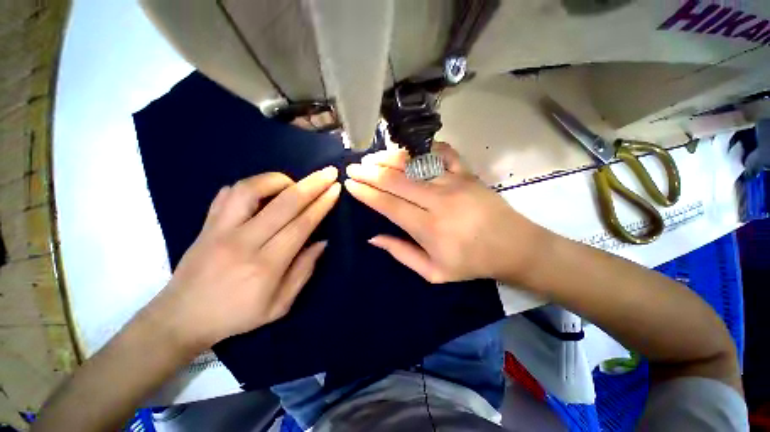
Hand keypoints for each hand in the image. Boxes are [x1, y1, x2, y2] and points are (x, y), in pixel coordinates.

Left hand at [149, 168, 340, 351]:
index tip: (334, 189)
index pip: (301, 225)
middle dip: (312, 184)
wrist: (182, 318)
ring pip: (251, 190)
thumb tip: (322, 242)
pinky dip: (251, 186)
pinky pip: (227, 194)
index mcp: (266, 266)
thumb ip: (304, 271)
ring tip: (293, 182)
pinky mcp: (205, 224)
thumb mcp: (280, 305)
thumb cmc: (237, 316)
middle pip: (284, 203)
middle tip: (328, 173)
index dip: (321, 205)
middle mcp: (244, 242)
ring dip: (278, 180)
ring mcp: (219, 230)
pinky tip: (264, 190)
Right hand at [344, 143, 547, 283]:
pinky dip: (425, 148)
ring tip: (373, 157)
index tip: (350, 184)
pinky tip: (411, 149)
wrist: (514, 247)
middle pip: (396, 180)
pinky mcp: (467, 173)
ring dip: (390, 158)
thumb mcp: (433, 272)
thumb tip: (373, 237)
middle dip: (370, 172)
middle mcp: (438, 201)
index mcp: (428, 228)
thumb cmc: (471, 264)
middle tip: (354, 167)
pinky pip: (443, 153)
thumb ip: (401, 253)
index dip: (366, 193)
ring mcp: (454, 182)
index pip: (388, 204)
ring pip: (414, 164)